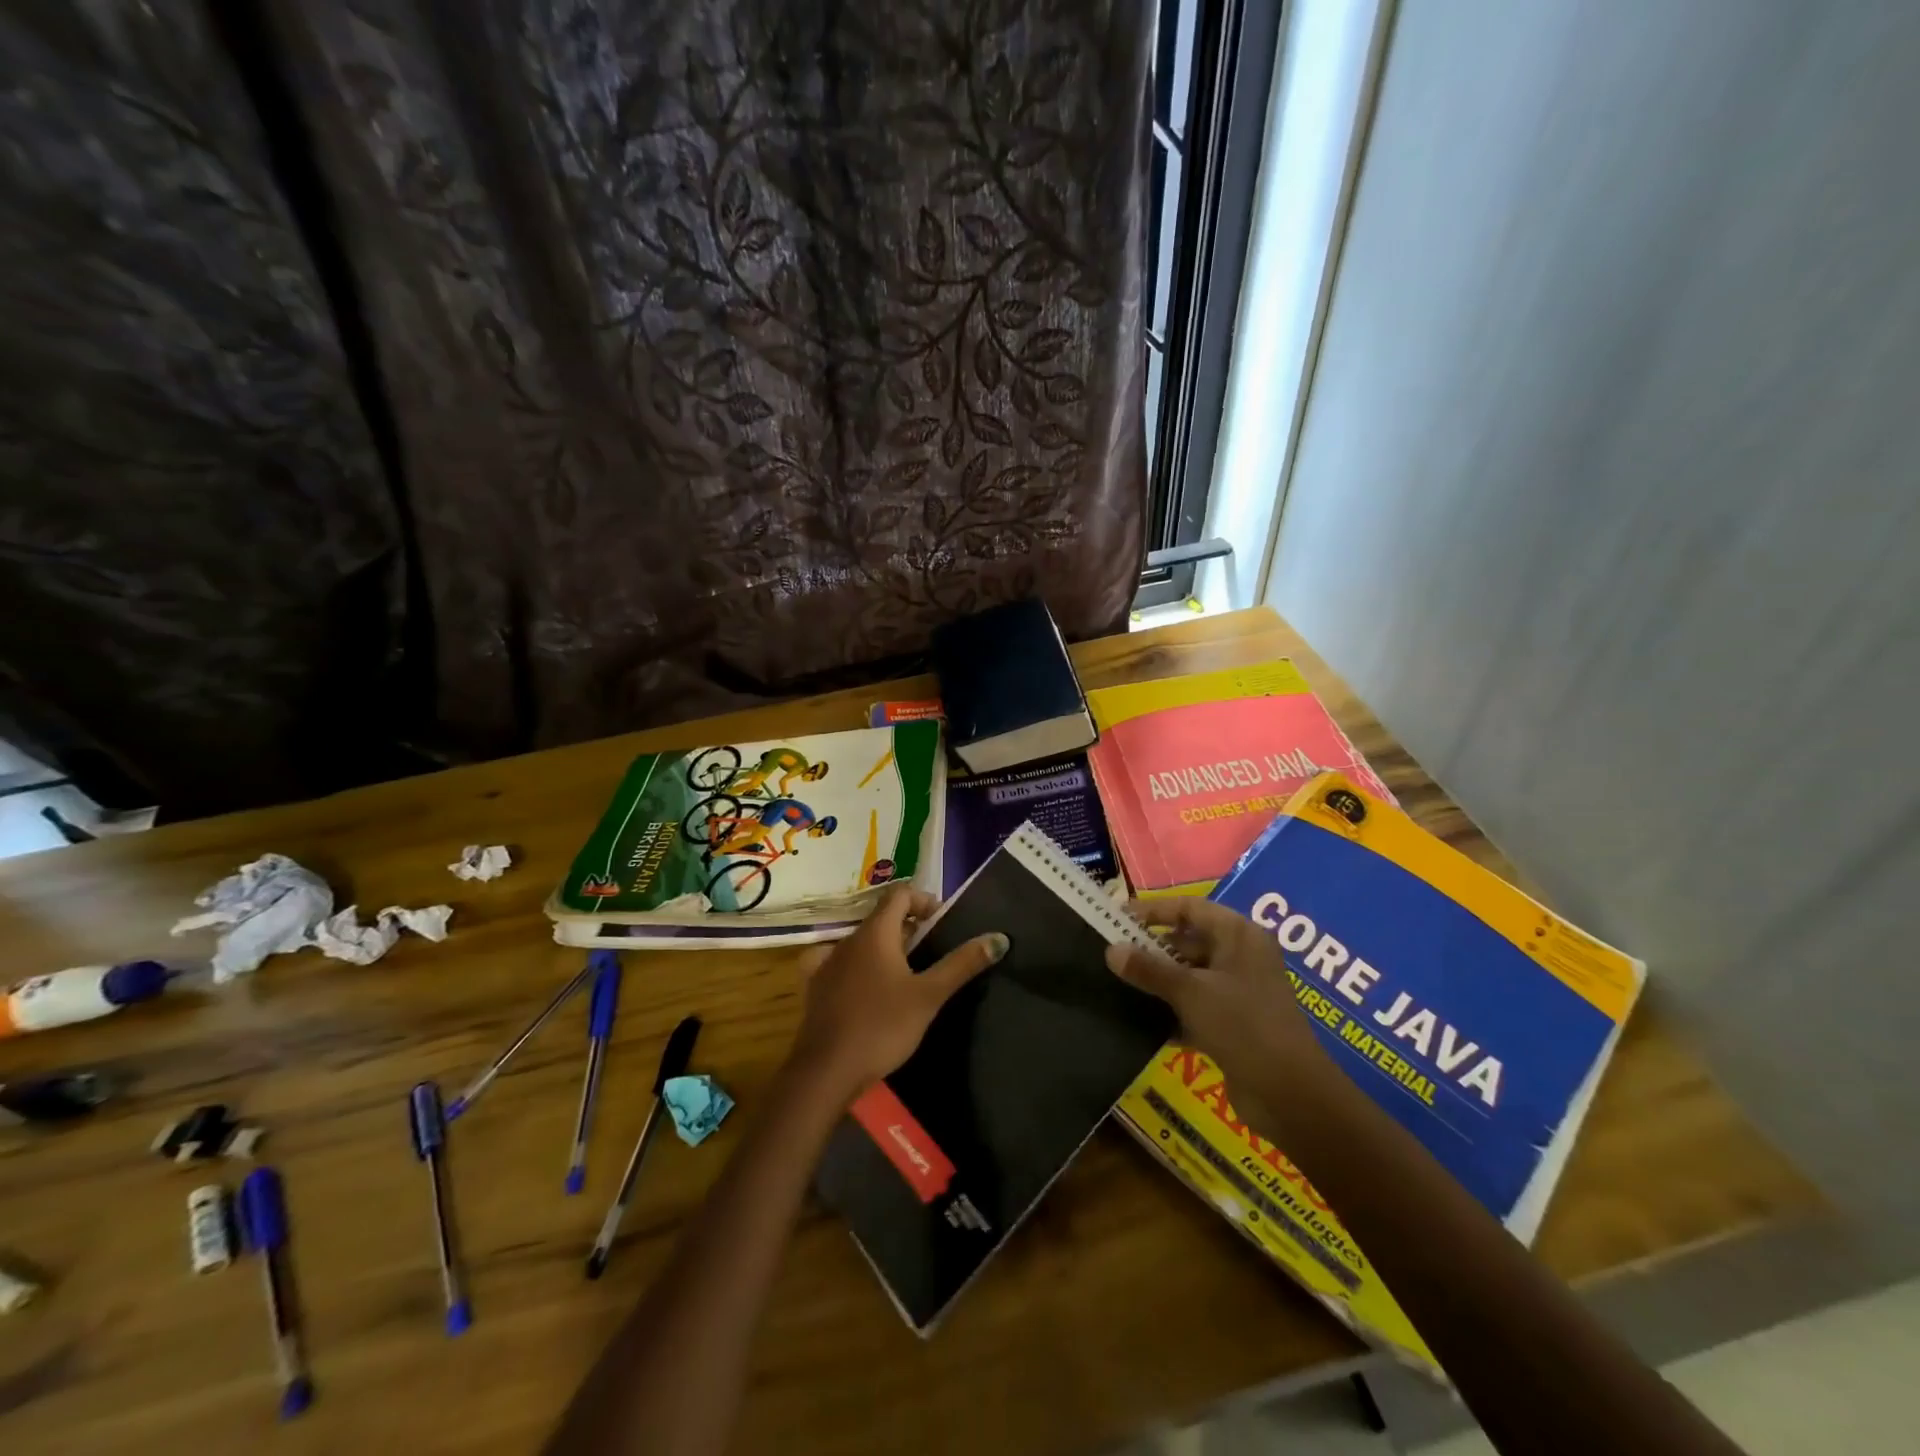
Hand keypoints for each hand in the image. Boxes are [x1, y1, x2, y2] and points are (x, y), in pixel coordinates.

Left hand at [788, 885, 1007, 1101]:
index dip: (924, 901)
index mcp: (875, 932)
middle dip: (909, 928)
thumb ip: (962, 964)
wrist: (827, 1071)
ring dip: (885, 949)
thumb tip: (998, 938)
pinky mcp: (816, 987)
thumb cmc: (882, 1026)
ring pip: (862, 941)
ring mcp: (827, 962)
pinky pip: (840, 963)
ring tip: (907, 975)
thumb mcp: (929, 996)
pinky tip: (866, 987)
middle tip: (933, 953)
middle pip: (882, 918)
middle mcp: (848, 939)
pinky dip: (858, 966)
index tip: (943, 924)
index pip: (900, 894)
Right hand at [1105, 898, 1330, 1140]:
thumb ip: (1149, 969)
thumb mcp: (1190, 992)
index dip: (1153, 910)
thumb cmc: (1243, 1026)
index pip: (1189, 908)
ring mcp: (1240, 991)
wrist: (1290, 1095)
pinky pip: (1195, 1005)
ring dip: (1159, 981)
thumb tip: (1111, 950)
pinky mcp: (1235, 1023)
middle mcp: (1242, 956)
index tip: (1117, 918)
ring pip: (1190, 975)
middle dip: (1152, 948)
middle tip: (1113, 954)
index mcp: (1239, 935)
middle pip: (1189, 940)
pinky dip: (1172, 1010)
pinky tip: (1140, 1020)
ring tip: (1119, 984)